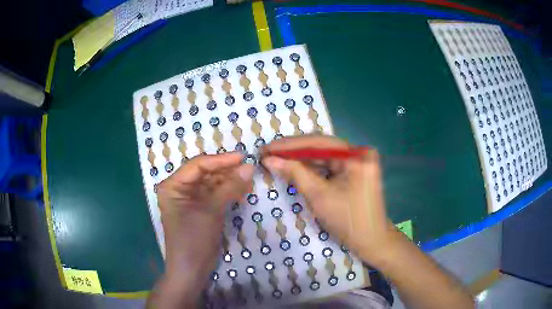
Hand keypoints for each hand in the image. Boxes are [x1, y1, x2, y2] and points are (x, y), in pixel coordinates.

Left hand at [155, 153, 253, 300]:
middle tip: (248, 168)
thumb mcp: (211, 211)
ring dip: (229, 181)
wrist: (192, 270)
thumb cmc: (194, 239)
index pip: (198, 165)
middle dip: (226, 171)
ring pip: (211, 183)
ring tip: (249, 178)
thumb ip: (229, 187)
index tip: (242, 157)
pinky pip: (214, 195)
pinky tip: (242, 189)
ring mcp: (190, 200)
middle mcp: (179, 189)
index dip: (220, 160)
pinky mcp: (200, 210)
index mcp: (173, 185)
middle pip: (205, 173)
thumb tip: (249, 167)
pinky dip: (228, 192)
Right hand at [262, 135, 397, 266]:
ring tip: (275, 159)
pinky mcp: (354, 171)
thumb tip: (269, 159)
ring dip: (300, 159)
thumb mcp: (318, 196)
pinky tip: (293, 168)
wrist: (371, 241)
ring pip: (323, 156)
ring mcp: (357, 161)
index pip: (318, 142)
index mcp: (356, 155)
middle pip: (320, 147)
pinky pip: (329, 166)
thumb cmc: (348, 221)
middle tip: (268, 153)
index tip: (266, 148)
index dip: (289, 145)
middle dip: (293, 151)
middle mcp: (358, 152)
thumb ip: (294, 173)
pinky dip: (311, 168)